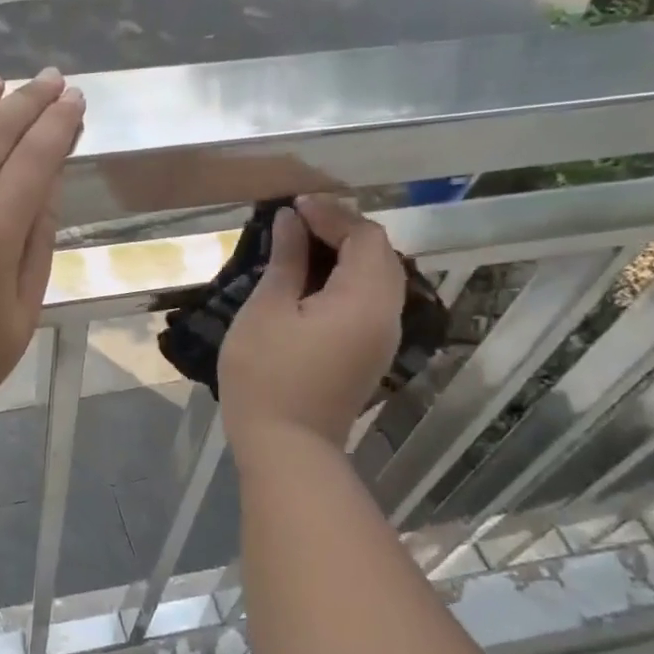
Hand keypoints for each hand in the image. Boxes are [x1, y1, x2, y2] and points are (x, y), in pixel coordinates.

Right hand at [219, 195, 404, 456]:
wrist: (285, 448)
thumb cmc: (267, 376)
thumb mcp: (267, 310)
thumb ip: (285, 260)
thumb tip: (291, 221)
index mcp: (365, 299)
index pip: (365, 237)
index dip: (333, 214)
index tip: (293, 205)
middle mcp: (386, 314)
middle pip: (380, 255)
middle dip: (343, 229)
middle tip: (299, 220)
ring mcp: (381, 338)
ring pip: (378, 278)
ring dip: (346, 254)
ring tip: (303, 245)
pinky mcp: (370, 355)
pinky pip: (369, 301)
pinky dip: (347, 280)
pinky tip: (313, 281)